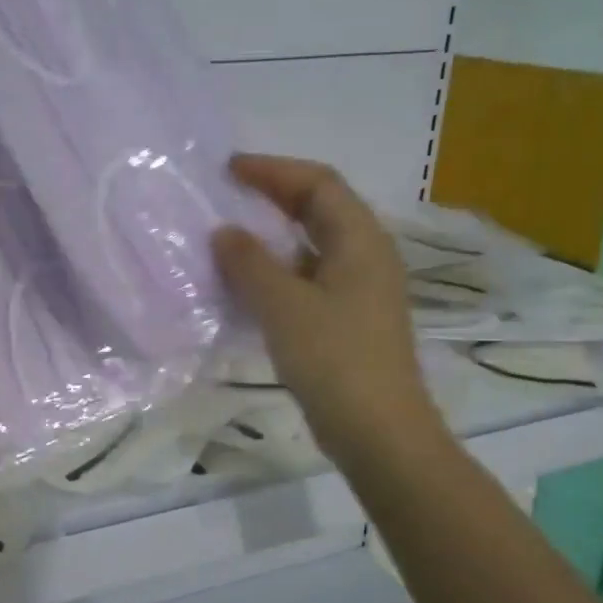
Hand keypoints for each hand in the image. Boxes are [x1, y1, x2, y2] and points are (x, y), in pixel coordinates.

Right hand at [212, 154, 446, 469]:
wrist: (379, 432)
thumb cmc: (334, 360)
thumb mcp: (283, 306)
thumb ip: (249, 263)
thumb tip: (224, 232)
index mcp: (360, 240)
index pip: (318, 183)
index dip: (273, 170)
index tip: (228, 170)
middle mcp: (366, 256)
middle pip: (320, 208)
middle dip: (273, 196)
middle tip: (227, 195)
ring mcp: (360, 289)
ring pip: (313, 244)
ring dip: (273, 235)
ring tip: (230, 237)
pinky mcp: (349, 319)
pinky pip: (310, 277)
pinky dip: (278, 270)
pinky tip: (248, 284)